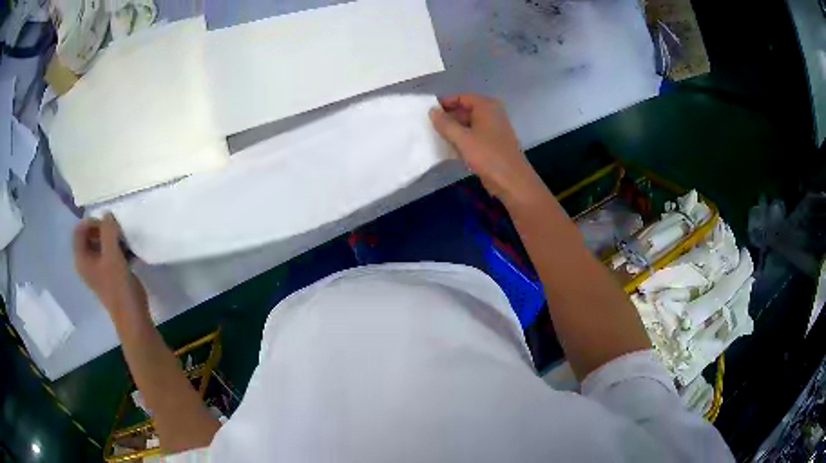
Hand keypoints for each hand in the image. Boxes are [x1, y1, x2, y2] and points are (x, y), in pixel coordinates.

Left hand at [73, 213, 147, 319]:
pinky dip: (117, 248)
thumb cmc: (118, 286)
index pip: (79, 229)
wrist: (132, 316)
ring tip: (125, 242)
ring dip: (113, 238)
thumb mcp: (112, 254)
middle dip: (104, 229)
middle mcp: (86, 262)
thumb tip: (107, 214)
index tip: (107, 225)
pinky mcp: (109, 273)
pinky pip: (109, 253)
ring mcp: (98, 269)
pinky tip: (129, 252)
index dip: (92, 222)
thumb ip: (108, 230)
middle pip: (90, 235)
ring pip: (101, 243)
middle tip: (118, 232)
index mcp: (81, 259)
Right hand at [429, 94, 541, 203]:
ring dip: (454, 130)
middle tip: (428, 125)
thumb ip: (445, 124)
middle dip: (448, 117)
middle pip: (465, 110)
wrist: (512, 181)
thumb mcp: (462, 139)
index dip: (445, 102)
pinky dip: (462, 139)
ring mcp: (494, 129)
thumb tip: (431, 111)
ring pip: (469, 124)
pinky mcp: (493, 144)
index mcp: (487, 106)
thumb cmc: (488, 156)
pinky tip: (449, 148)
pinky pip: (474, 136)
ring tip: (435, 136)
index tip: (428, 111)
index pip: (461, 97)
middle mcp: (492, 114)